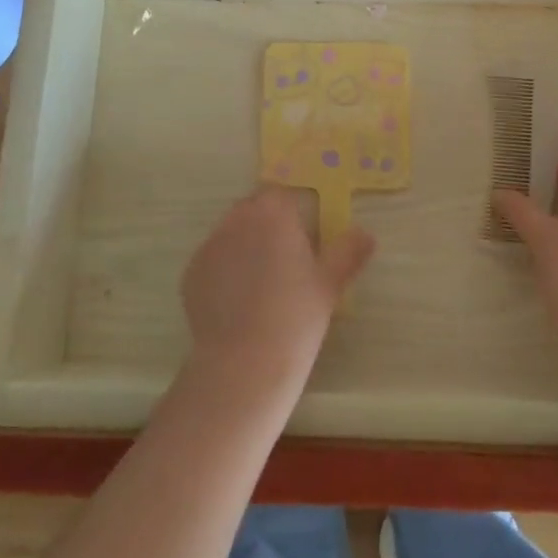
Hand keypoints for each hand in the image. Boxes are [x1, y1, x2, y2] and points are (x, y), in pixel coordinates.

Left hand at [181, 186, 373, 396]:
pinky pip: (212, 260)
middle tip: (284, 259)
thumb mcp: (330, 283)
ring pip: (230, 233)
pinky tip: (238, 301)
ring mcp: (210, 245)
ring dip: (243, 244)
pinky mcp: (191, 272)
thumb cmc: (296, 316)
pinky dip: (224, 271)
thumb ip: (348, 252)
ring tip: (260, 283)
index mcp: (273, 214)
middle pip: (252, 209)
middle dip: (266, 225)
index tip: (303, 238)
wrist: (245, 361)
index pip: (281, 196)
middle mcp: (237, 220)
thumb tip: (365, 234)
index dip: (291, 213)